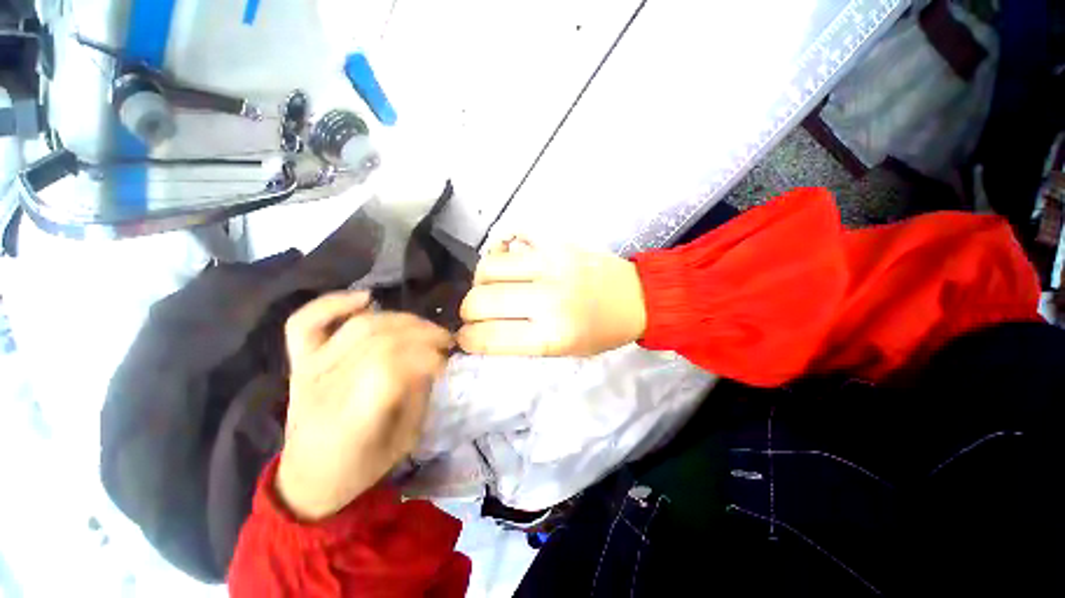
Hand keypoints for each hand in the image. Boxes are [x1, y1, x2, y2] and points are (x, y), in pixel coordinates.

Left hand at [276, 291, 451, 519]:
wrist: (308, 480)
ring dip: (399, 319)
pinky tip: (366, 299)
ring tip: (422, 326)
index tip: (446, 362)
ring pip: (357, 326)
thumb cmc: (361, 467)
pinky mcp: (298, 361)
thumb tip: (432, 358)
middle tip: (444, 340)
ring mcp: (307, 369)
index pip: (389, 368)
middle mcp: (325, 388)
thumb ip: (419, 394)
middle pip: (378, 340)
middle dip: (422, 333)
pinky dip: (334, 303)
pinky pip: (305, 322)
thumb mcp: (404, 440)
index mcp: (350, 420)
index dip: (426, 357)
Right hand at [458, 237, 646, 356]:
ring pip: (489, 265)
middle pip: (480, 300)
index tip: (464, 337)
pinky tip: (508, 258)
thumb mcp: (563, 352)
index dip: (467, 339)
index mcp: (552, 335)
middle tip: (477, 313)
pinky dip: (502, 245)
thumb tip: (479, 332)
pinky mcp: (557, 240)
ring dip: (481, 279)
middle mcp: (549, 298)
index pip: (488, 337)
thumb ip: (519, 343)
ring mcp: (552, 263)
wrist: (636, 297)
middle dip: (468, 311)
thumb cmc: (601, 332)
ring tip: (493, 286)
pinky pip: (514, 232)